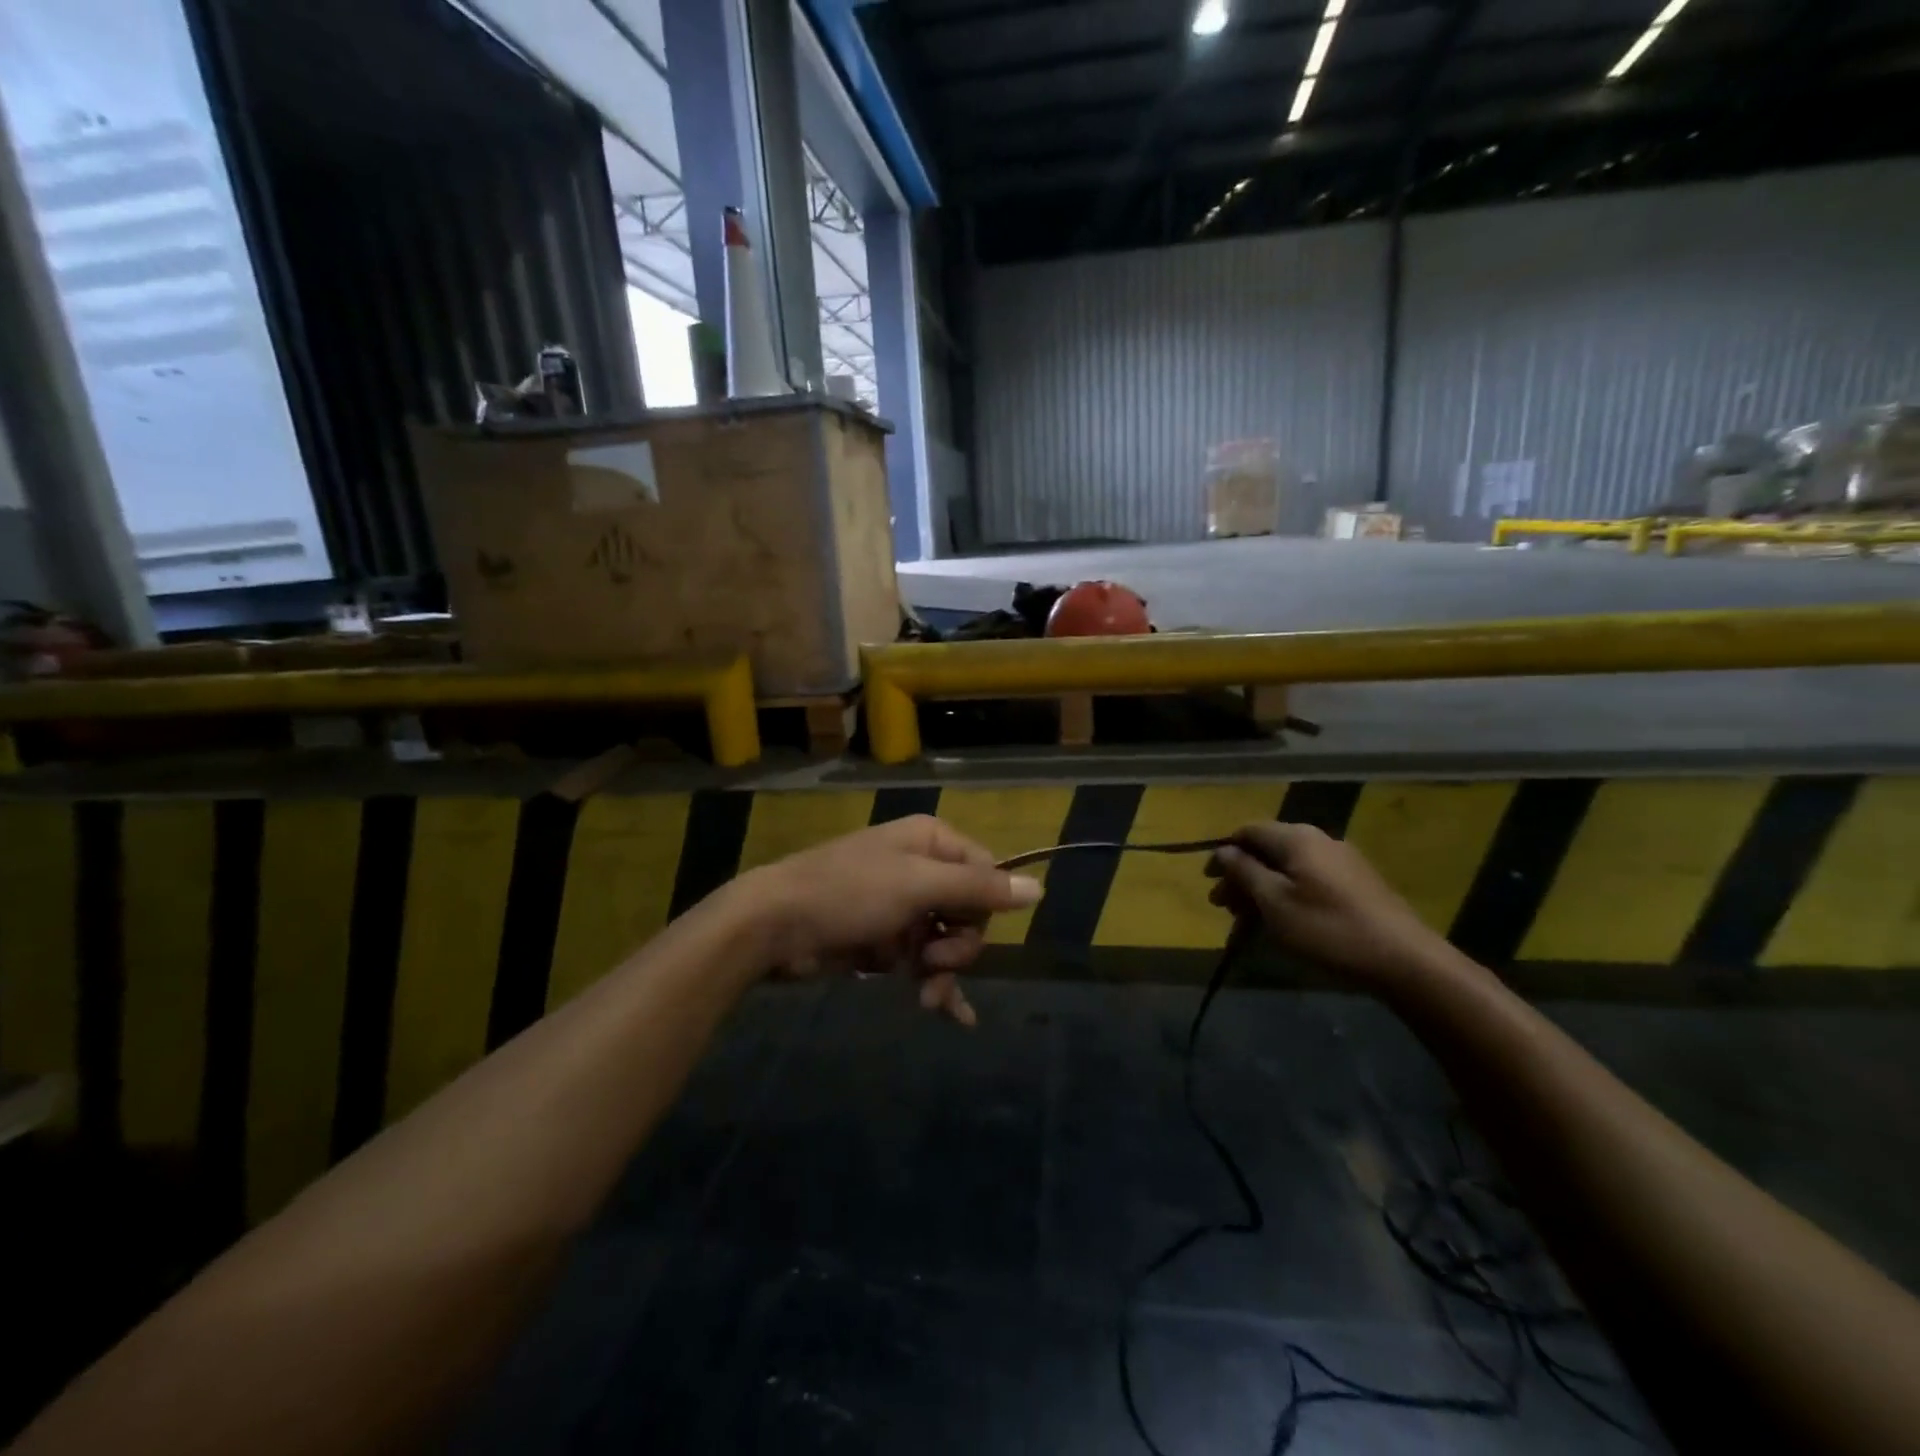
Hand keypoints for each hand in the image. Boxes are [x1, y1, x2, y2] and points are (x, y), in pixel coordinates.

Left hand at [731, 816, 1042, 1024]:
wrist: (774, 925)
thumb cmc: (848, 894)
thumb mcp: (917, 886)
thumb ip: (979, 889)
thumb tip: (1041, 890)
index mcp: (931, 841)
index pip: (986, 873)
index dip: (982, 907)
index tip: (959, 928)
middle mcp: (921, 868)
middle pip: (969, 911)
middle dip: (957, 946)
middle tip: (932, 962)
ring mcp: (902, 906)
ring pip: (947, 942)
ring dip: (943, 972)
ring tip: (925, 996)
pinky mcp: (884, 940)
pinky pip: (923, 962)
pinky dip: (936, 986)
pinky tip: (955, 1015)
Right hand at [1206, 821, 1450, 988]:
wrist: (1405, 961)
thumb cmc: (1328, 929)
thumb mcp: (1274, 902)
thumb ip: (1244, 872)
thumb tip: (1223, 850)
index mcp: (1296, 839)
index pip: (1248, 831)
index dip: (1224, 853)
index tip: (1209, 881)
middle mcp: (1319, 840)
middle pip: (1268, 850)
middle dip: (1241, 877)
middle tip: (1224, 908)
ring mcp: (1342, 862)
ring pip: (1288, 869)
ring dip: (1262, 890)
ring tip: (1248, 924)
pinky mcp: (1357, 885)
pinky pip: (1309, 882)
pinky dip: (1287, 897)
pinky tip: (1283, 925)